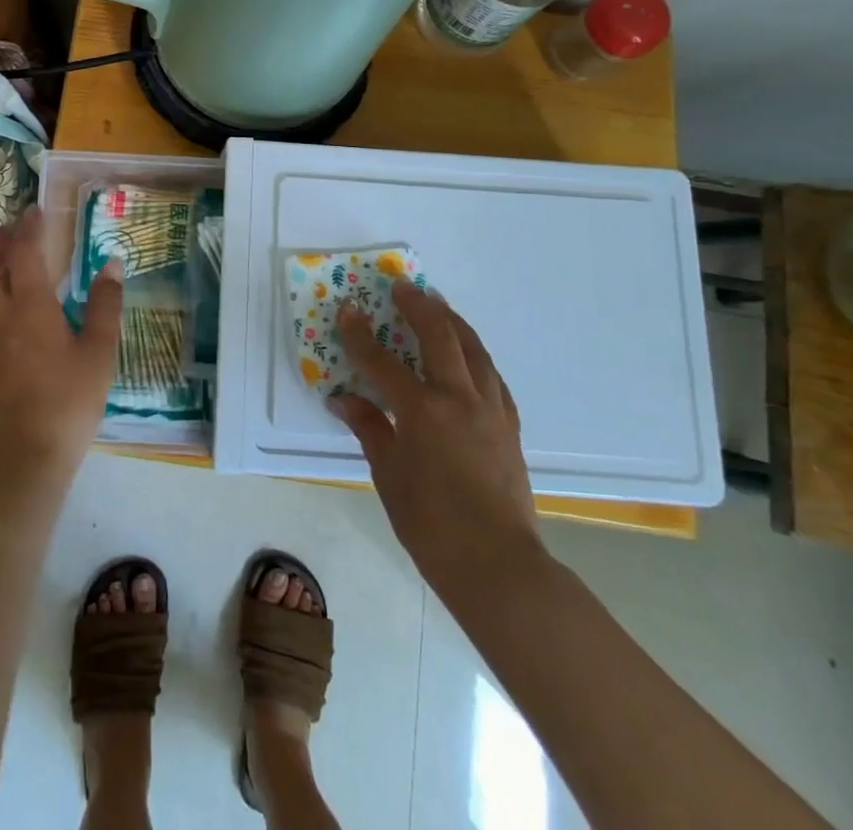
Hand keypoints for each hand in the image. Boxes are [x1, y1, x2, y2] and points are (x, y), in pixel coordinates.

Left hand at [0, 207, 122, 491]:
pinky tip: (0, 302)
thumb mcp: (99, 352)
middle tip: (15, 233)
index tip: (35, 210)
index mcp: (28, 308)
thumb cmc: (69, 400)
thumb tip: (111, 264)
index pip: (23, 253)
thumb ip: (105, 304)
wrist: (28, 456)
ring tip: (4, 261)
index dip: (28, 227)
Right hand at [331, 281, 545, 595]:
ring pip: (473, 349)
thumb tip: (343, 401)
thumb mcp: (388, 476)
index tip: (348, 311)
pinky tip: (469, 356)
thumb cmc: (432, 526)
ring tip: (437, 305)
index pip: (382, 361)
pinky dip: (475, 356)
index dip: (360, 335)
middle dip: (418, 306)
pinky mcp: (509, 425)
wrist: (499, 566)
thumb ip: (369, 429)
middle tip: (402, 287)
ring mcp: (490, 409)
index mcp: (422, 411)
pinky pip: (492, 376)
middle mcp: (458, 398)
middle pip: (439, 336)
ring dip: (452, 321)